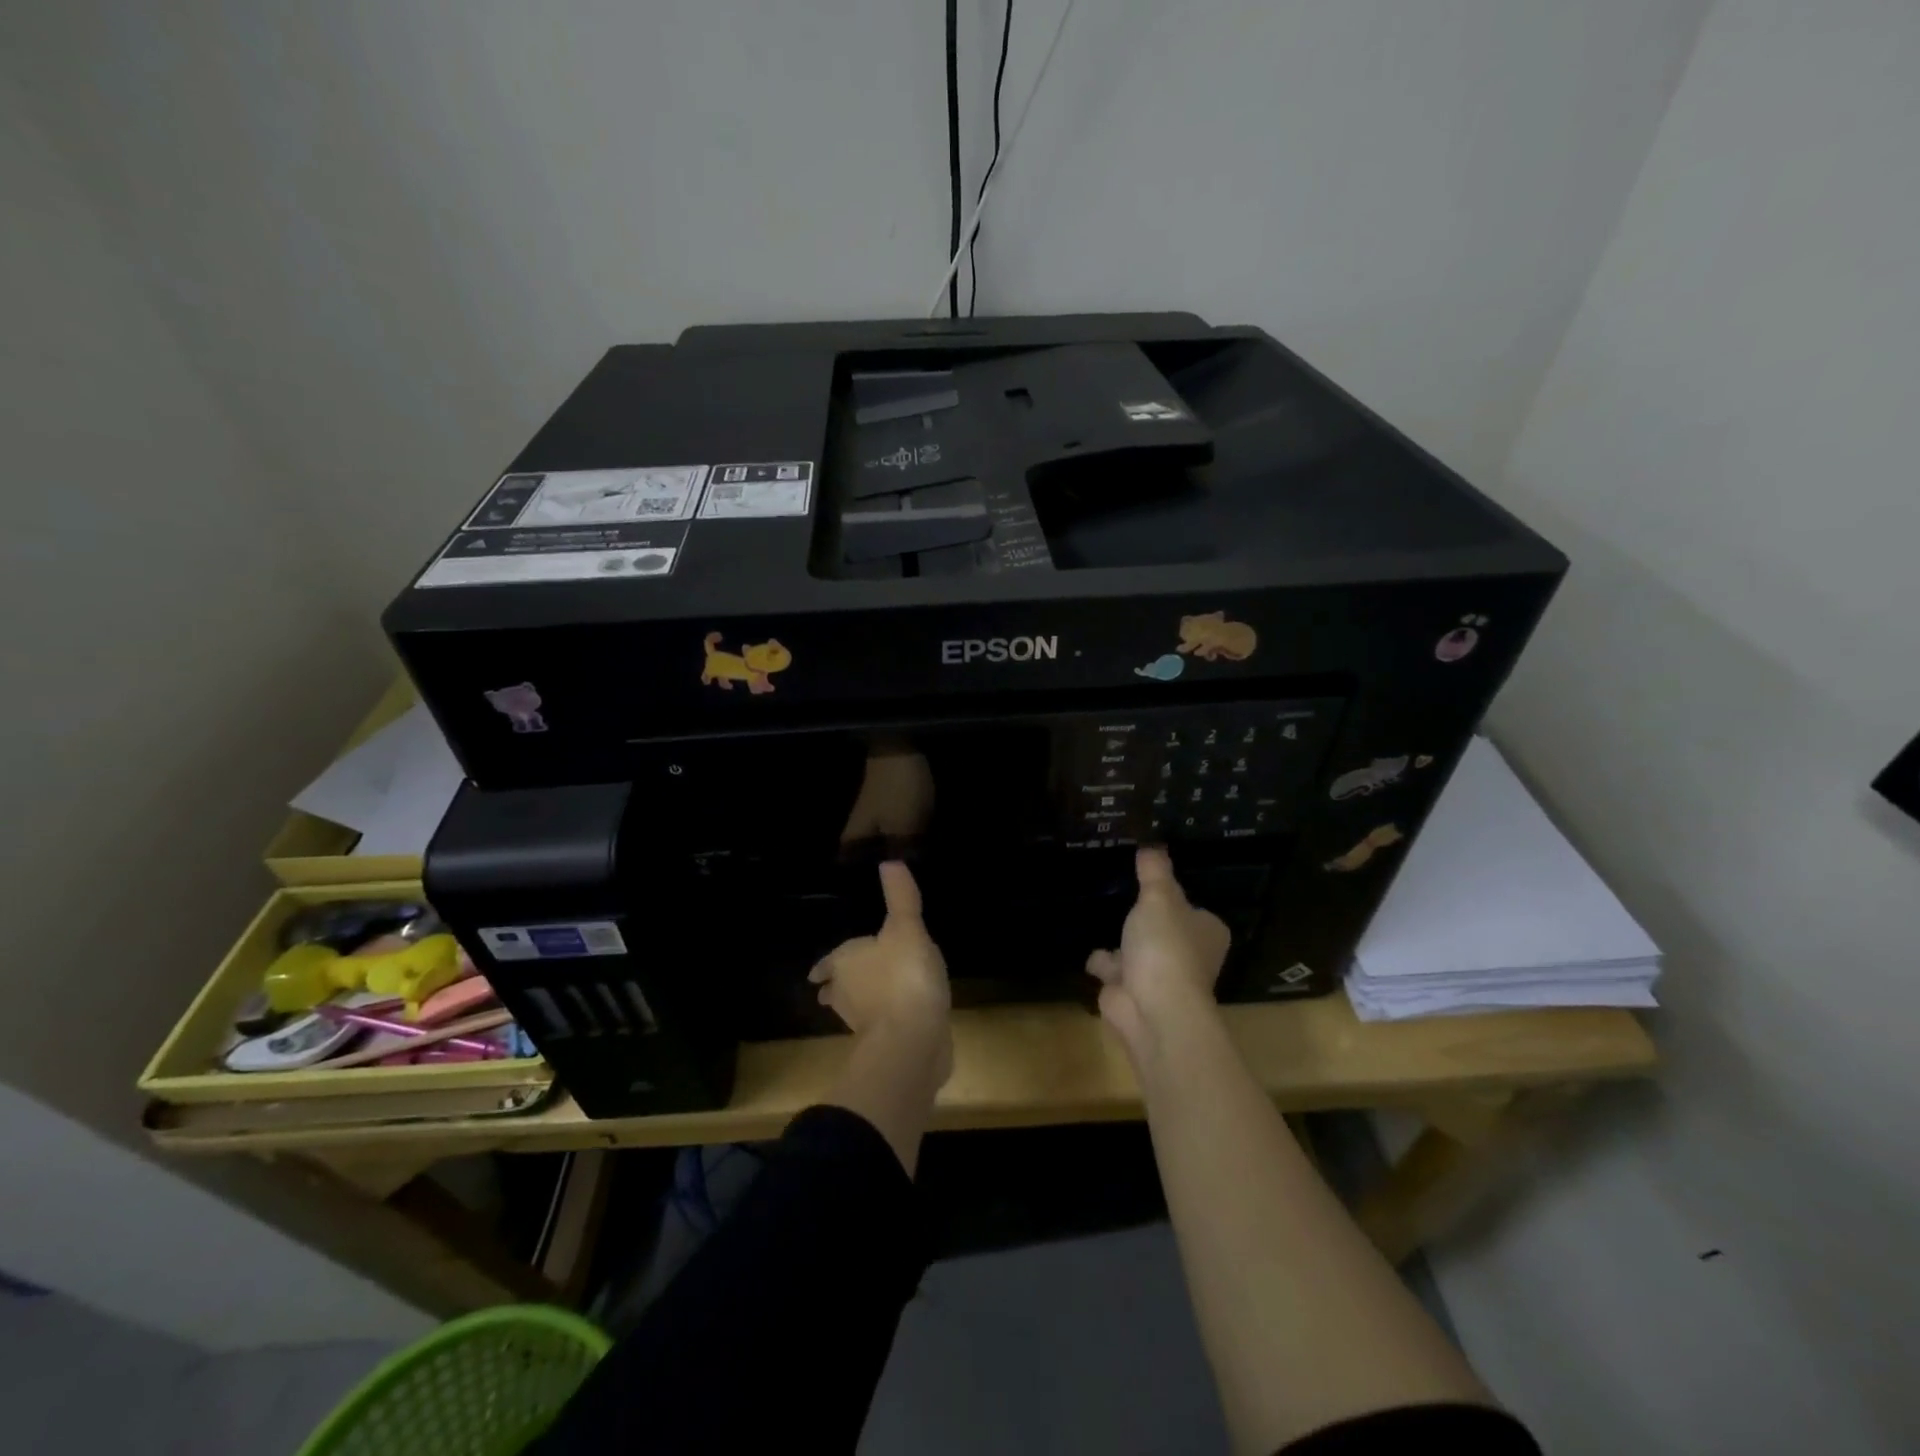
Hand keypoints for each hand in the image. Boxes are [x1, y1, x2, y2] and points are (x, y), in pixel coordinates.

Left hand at [810, 862, 951, 1077]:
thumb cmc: (903, 976)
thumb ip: (900, 896)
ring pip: (857, 1009)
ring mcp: (863, 1024)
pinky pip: (882, 1026)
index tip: (820, 971)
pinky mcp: (884, 1045)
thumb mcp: (906, 928)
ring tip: (874, 996)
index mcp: (845, 962)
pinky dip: (887, 1020)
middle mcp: (846, 994)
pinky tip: (903, 1016)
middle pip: (837, 988)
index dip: (828, 964)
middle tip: (843, 983)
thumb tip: (889, 860)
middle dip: (840, 985)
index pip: (829, 962)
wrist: (912, 1041)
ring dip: (862, 1003)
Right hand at [1086, 847, 1230, 1054]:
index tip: (1153, 882)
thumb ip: (1154, 871)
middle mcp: (1190, 956)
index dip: (1176, 898)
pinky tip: (1086, 944)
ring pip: (1138, 951)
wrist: (1152, 1008)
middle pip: (1165, 930)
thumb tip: (1152, 844)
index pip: (1194, 910)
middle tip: (1121, 895)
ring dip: (1121, 942)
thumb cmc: (1166, 946)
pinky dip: (1102, 962)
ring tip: (1100, 913)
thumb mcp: (1159, 897)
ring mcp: (1160, 977)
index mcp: (1206, 932)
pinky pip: (1114, 970)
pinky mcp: (1132, 993)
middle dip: (1145, 921)